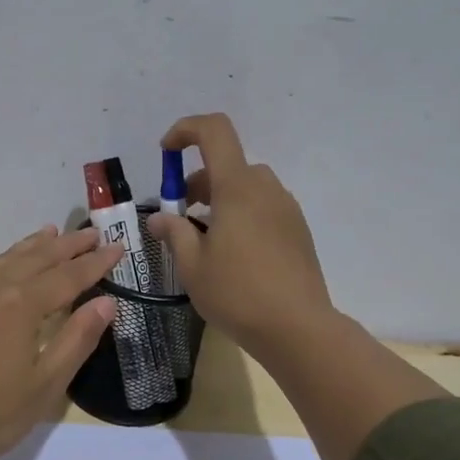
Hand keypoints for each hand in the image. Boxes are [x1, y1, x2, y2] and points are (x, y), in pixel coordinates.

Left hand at [0, 225, 121, 459]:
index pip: (68, 276)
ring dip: (33, 246)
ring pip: (6, 259)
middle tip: (92, 233)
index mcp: (21, 304)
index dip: (95, 264)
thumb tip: (106, 302)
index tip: (119, 248)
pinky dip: (4, 261)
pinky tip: (6, 267)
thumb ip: (77, 338)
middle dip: (67, 246)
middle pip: (37, 258)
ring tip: (51, 232)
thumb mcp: (45, 384)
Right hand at [147, 113, 334, 365]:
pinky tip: (234, 255)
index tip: (165, 153)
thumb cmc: (237, 293)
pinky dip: (242, 214)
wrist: (298, 328)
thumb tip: (160, 219)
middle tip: (181, 217)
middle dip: (198, 181)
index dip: (186, 130)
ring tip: (205, 240)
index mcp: (237, 187)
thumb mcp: (192, 266)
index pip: (214, 131)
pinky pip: (264, 207)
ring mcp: (286, 209)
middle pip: (228, 164)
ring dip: (220, 199)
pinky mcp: (298, 230)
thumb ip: (174, 233)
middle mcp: (265, 189)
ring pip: (247, 187)